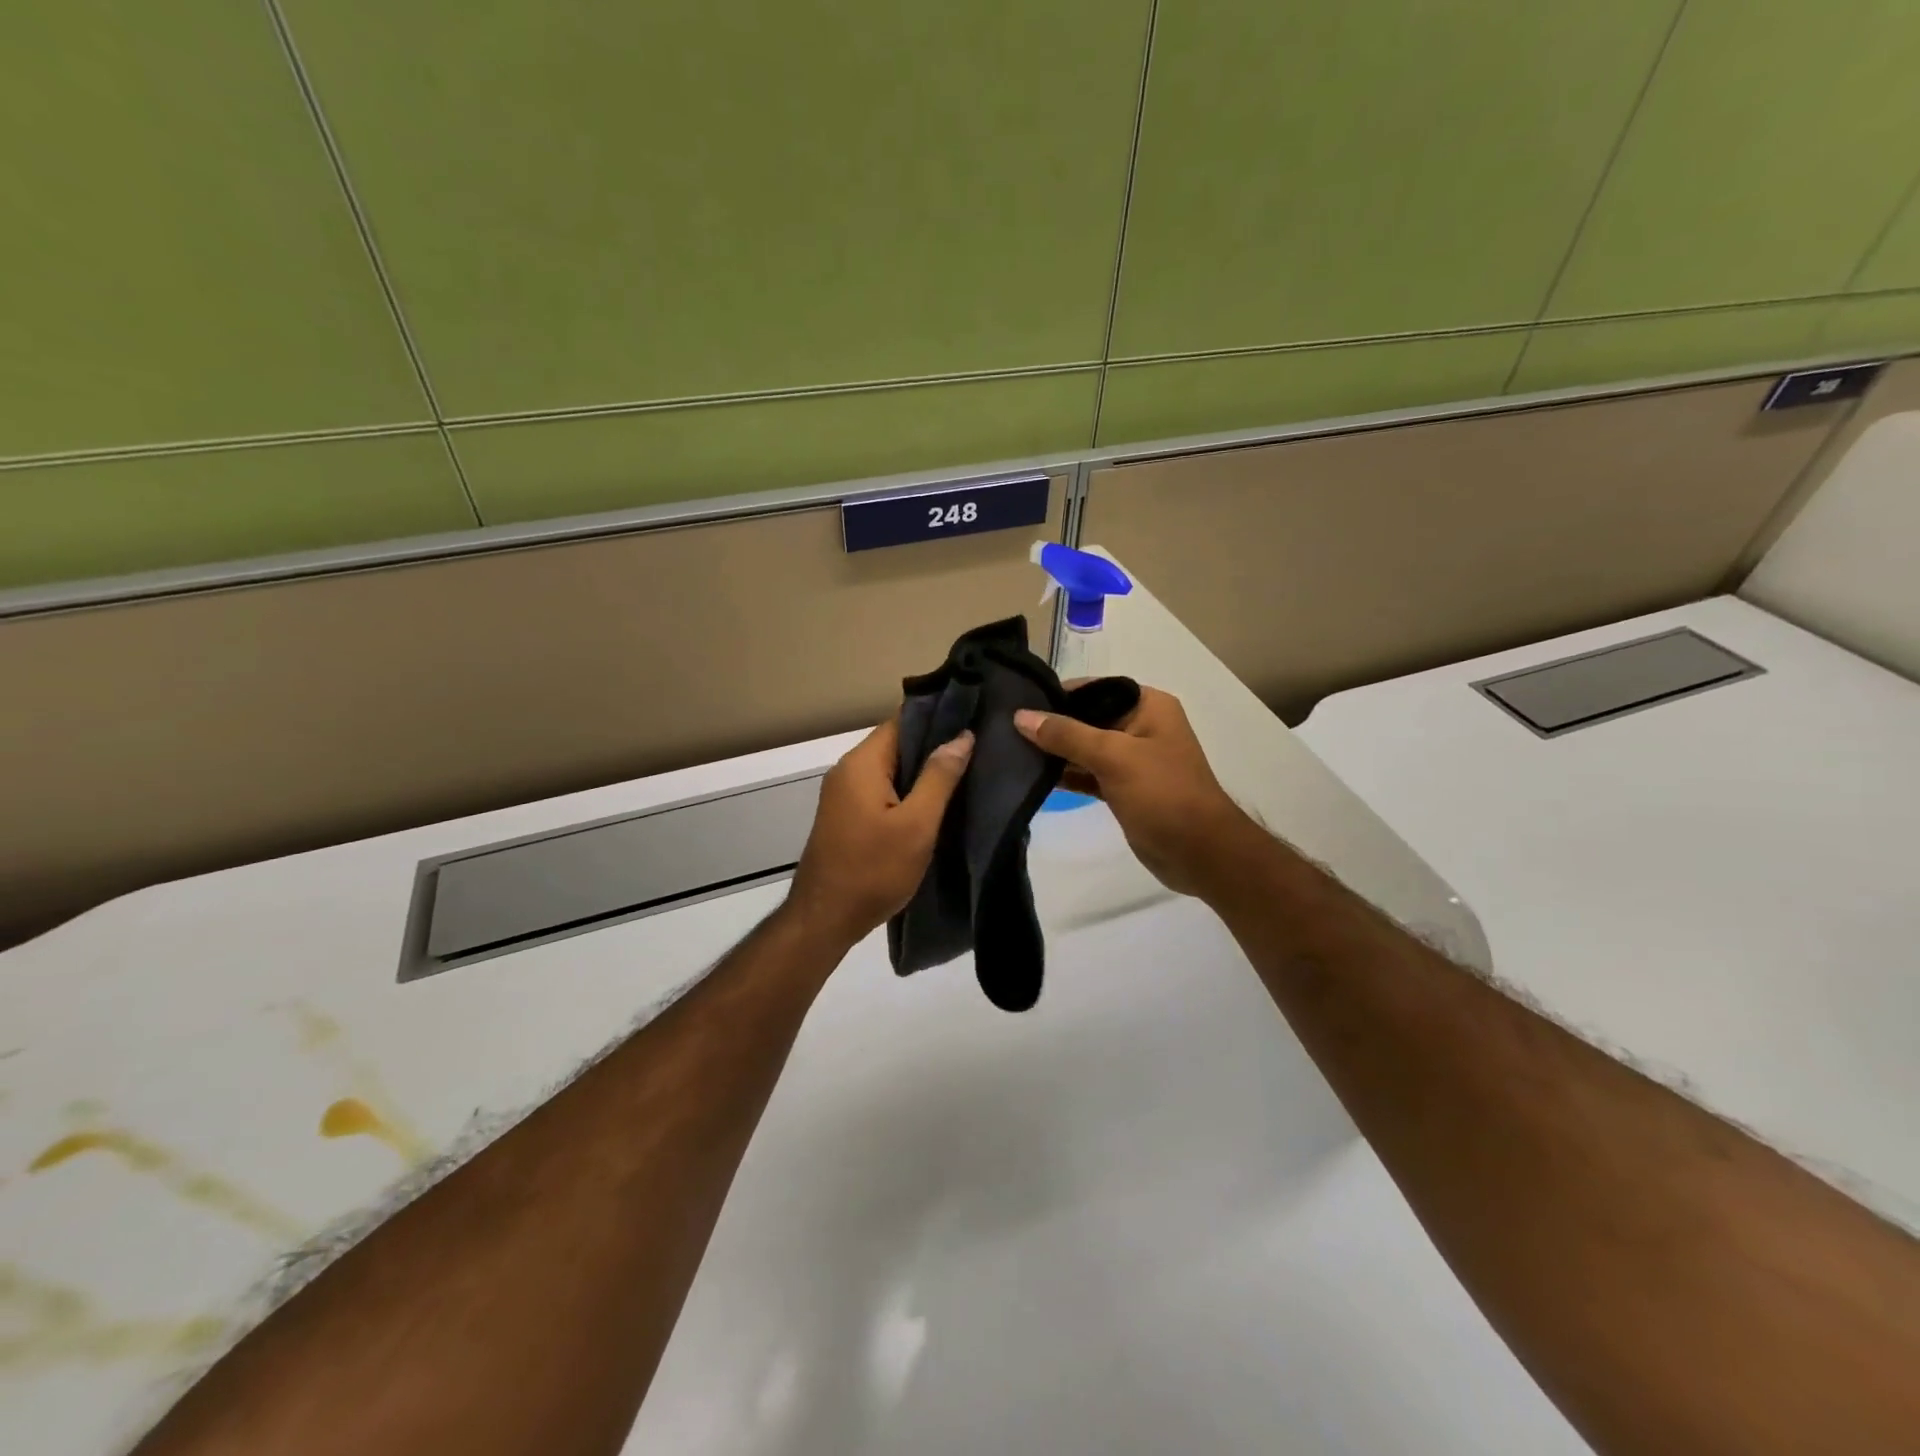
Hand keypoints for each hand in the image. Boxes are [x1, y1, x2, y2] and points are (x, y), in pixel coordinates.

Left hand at [783, 716, 973, 949]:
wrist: (825, 919)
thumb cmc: (873, 870)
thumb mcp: (916, 825)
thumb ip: (939, 777)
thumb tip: (962, 736)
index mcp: (862, 763)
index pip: (902, 721)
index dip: (939, 719)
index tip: (974, 721)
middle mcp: (847, 770)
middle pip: (896, 743)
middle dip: (934, 746)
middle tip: (978, 751)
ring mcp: (843, 794)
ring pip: (890, 768)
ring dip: (922, 772)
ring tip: (965, 774)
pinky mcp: (846, 815)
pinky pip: (881, 789)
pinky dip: (906, 791)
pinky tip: (935, 803)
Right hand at [1014, 686, 1251, 896]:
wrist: (1199, 853)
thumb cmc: (1163, 794)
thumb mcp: (1113, 757)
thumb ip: (1066, 735)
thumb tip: (1021, 716)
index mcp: (1148, 706)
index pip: (1095, 688)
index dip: (1059, 694)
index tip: (1018, 701)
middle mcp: (1141, 726)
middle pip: (1087, 717)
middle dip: (1052, 724)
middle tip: (1006, 728)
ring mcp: (1132, 759)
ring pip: (1085, 748)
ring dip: (1056, 752)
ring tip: (1011, 750)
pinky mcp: (1123, 788)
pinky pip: (1088, 773)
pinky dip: (1066, 775)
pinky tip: (1033, 776)